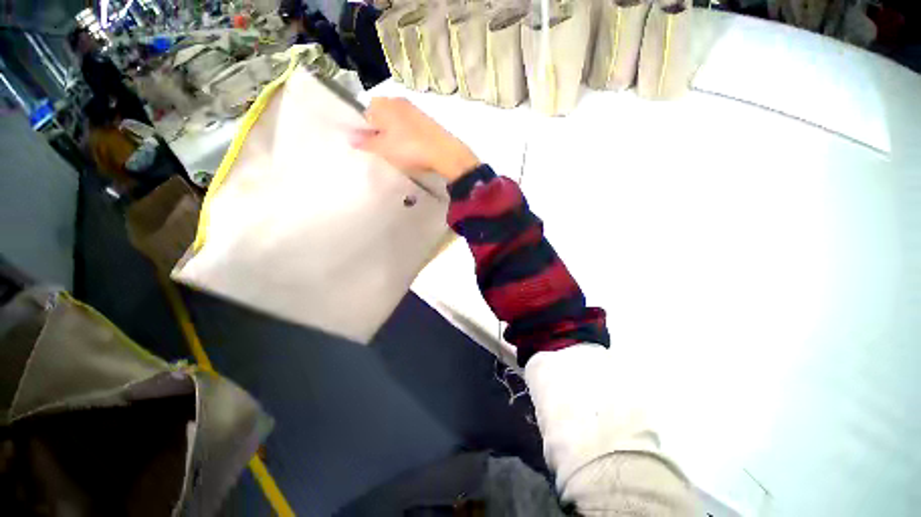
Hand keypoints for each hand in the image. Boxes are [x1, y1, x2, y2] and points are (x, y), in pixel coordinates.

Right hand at [352, 97, 479, 182]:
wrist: (444, 153)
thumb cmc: (410, 149)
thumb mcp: (384, 149)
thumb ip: (365, 142)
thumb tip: (349, 137)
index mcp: (384, 104)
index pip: (365, 113)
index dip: (365, 130)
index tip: (371, 146)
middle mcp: (398, 101)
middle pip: (381, 115)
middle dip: (380, 131)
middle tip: (384, 149)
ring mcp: (414, 109)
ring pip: (396, 120)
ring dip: (394, 133)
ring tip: (398, 151)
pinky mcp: (426, 119)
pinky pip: (409, 125)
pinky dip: (406, 134)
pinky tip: (411, 148)